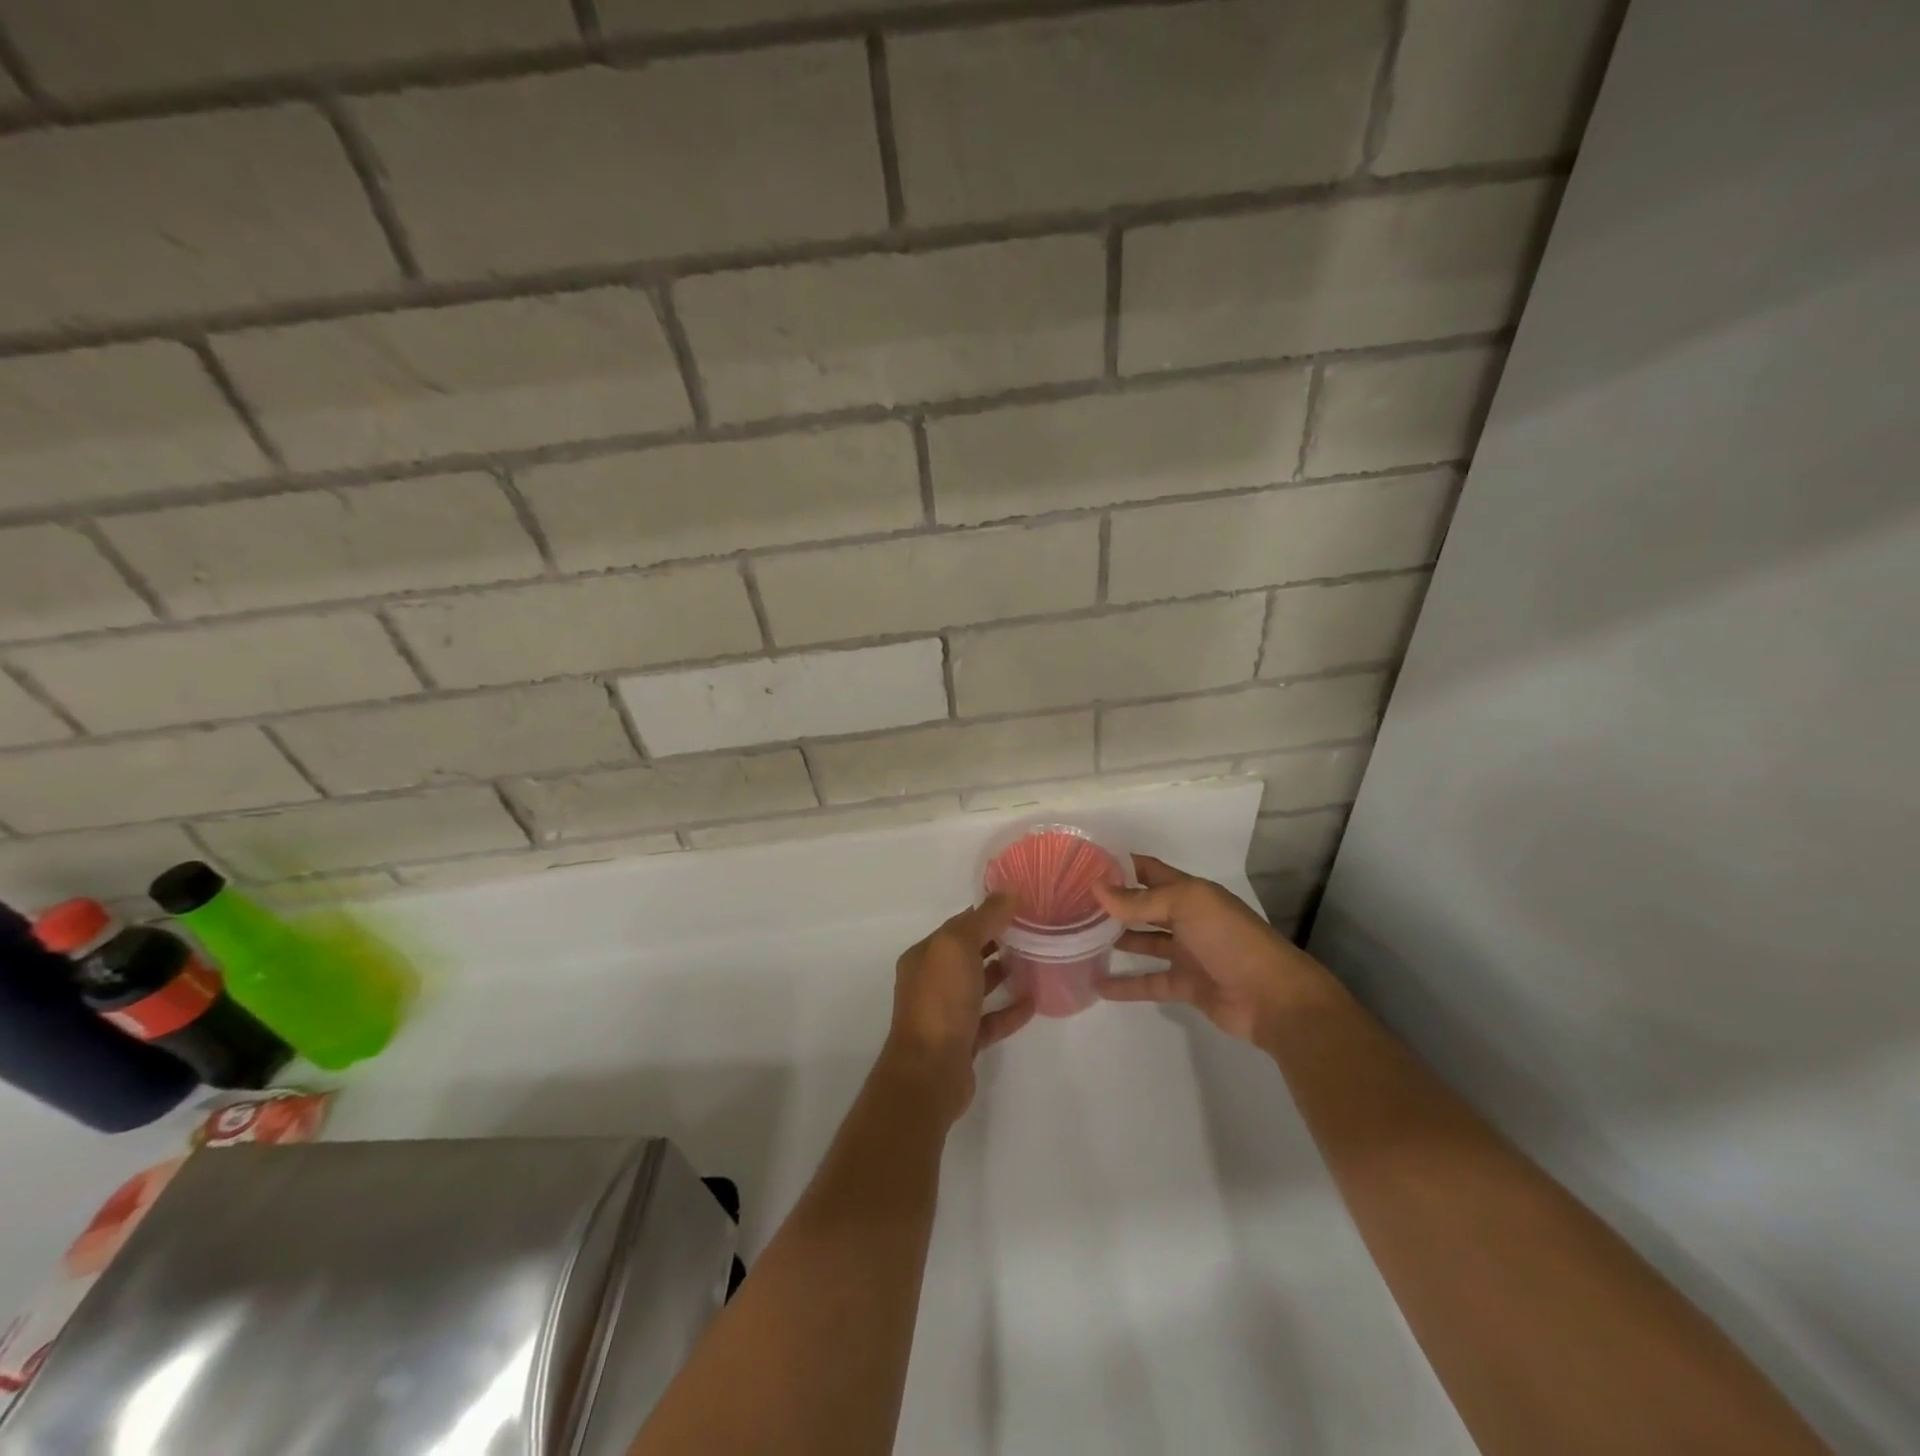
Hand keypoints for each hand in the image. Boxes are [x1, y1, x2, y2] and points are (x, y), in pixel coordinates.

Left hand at [884, 894, 1034, 1120]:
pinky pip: (991, 1020)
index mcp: (925, 956)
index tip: (1021, 905)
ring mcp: (947, 1013)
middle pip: (968, 954)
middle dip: (997, 941)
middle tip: (1035, 932)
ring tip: (1037, 961)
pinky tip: (1034, 1002)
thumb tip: (1008, 892)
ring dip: (1004, 973)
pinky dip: (1010, 1010)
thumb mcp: (958, 946)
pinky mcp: (964, 1041)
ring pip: (979, 986)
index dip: (987, 913)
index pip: (958, 926)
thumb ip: (984, 919)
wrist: (930, 1071)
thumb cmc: (940, 1000)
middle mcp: (931, 981)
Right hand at [1093, 854, 1335, 1044]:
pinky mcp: (1186, 985)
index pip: (1150, 871)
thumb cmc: (1230, 939)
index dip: (1122, 865)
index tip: (1085, 862)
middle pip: (1145, 906)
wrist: (1273, 997)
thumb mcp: (1186, 906)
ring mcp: (1187, 953)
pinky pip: (1148, 982)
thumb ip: (1140, 901)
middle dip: (1114, 902)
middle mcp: (1187, 918)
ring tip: (1079, 938)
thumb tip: (1096, 888)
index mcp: (1190, 892)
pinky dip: (1125, 985)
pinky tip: (1097, 984)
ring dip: (1117, 939)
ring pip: (1144, 942)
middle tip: (1073, 901)